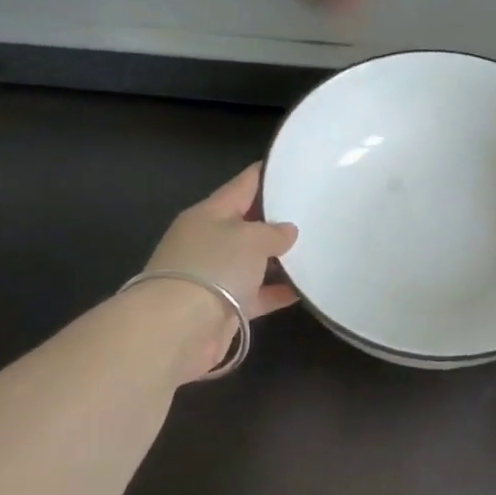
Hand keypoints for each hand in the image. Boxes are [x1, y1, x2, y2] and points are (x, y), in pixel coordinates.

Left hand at [135, 163, 298, 380]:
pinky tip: (306, 289)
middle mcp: (209, 241)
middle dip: (277, 219)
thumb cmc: (214, 267)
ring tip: (317, 249)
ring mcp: (215, 276)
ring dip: (280, 259)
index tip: (290, 165)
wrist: (178, 329)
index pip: (242, 185)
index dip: (265, 174)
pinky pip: (257, 294)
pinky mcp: (223, 307)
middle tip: (313, 211)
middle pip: (247, 224)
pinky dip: (278, 292)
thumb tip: (286, 232)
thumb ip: (274, 232)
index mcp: (209, 213)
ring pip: (253, 261)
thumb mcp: (251, 238)